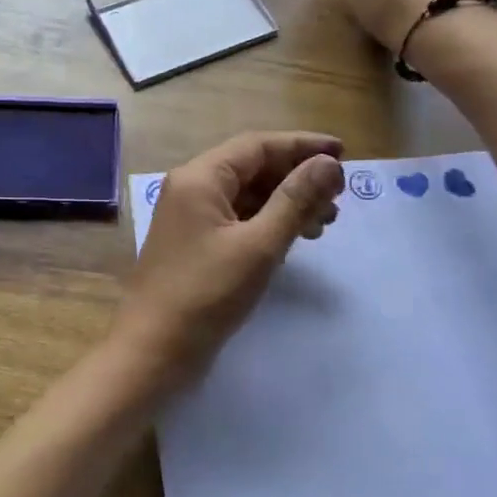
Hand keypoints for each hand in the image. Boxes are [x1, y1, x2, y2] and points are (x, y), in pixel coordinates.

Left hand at [113, 132, 345, 384]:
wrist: (153, 351)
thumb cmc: (206, 294)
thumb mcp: (259, 245)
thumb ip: (295, 201)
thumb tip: (329, 164)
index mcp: (199, 178)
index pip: (257, 145)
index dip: (302, 146)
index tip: (343, 153)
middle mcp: (191, 188)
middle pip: (252, 168)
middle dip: (297, 178)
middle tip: (338, 198)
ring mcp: (190, 218)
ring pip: (247, 196)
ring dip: (286, 203)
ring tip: (324, 224)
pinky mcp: (195, 244)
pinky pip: (237, 219)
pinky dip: (267, 224)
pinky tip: (293, 240)